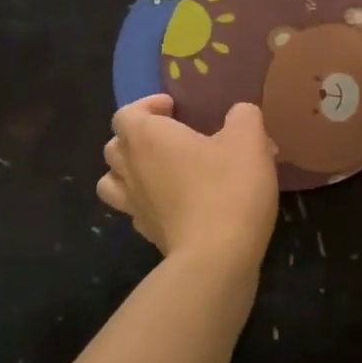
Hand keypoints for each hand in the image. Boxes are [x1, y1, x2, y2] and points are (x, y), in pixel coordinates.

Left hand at [98, 96, 278, 267]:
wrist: (217, 256)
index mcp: (147, 137)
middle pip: (114, 146)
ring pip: (112, 181)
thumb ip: (243, 116)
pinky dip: (147, 202)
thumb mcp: (249, 140)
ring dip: (130, 171)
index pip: (126, 113)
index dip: (147, 106)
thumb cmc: (228, 187)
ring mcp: (134, 205)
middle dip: (137, 137)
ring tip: (161, 170)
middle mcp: (131, 168)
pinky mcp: (147, 233)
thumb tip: (239, 114)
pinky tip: (176, 203)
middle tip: (170, 137)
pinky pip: (135, 209)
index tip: (175, 108)